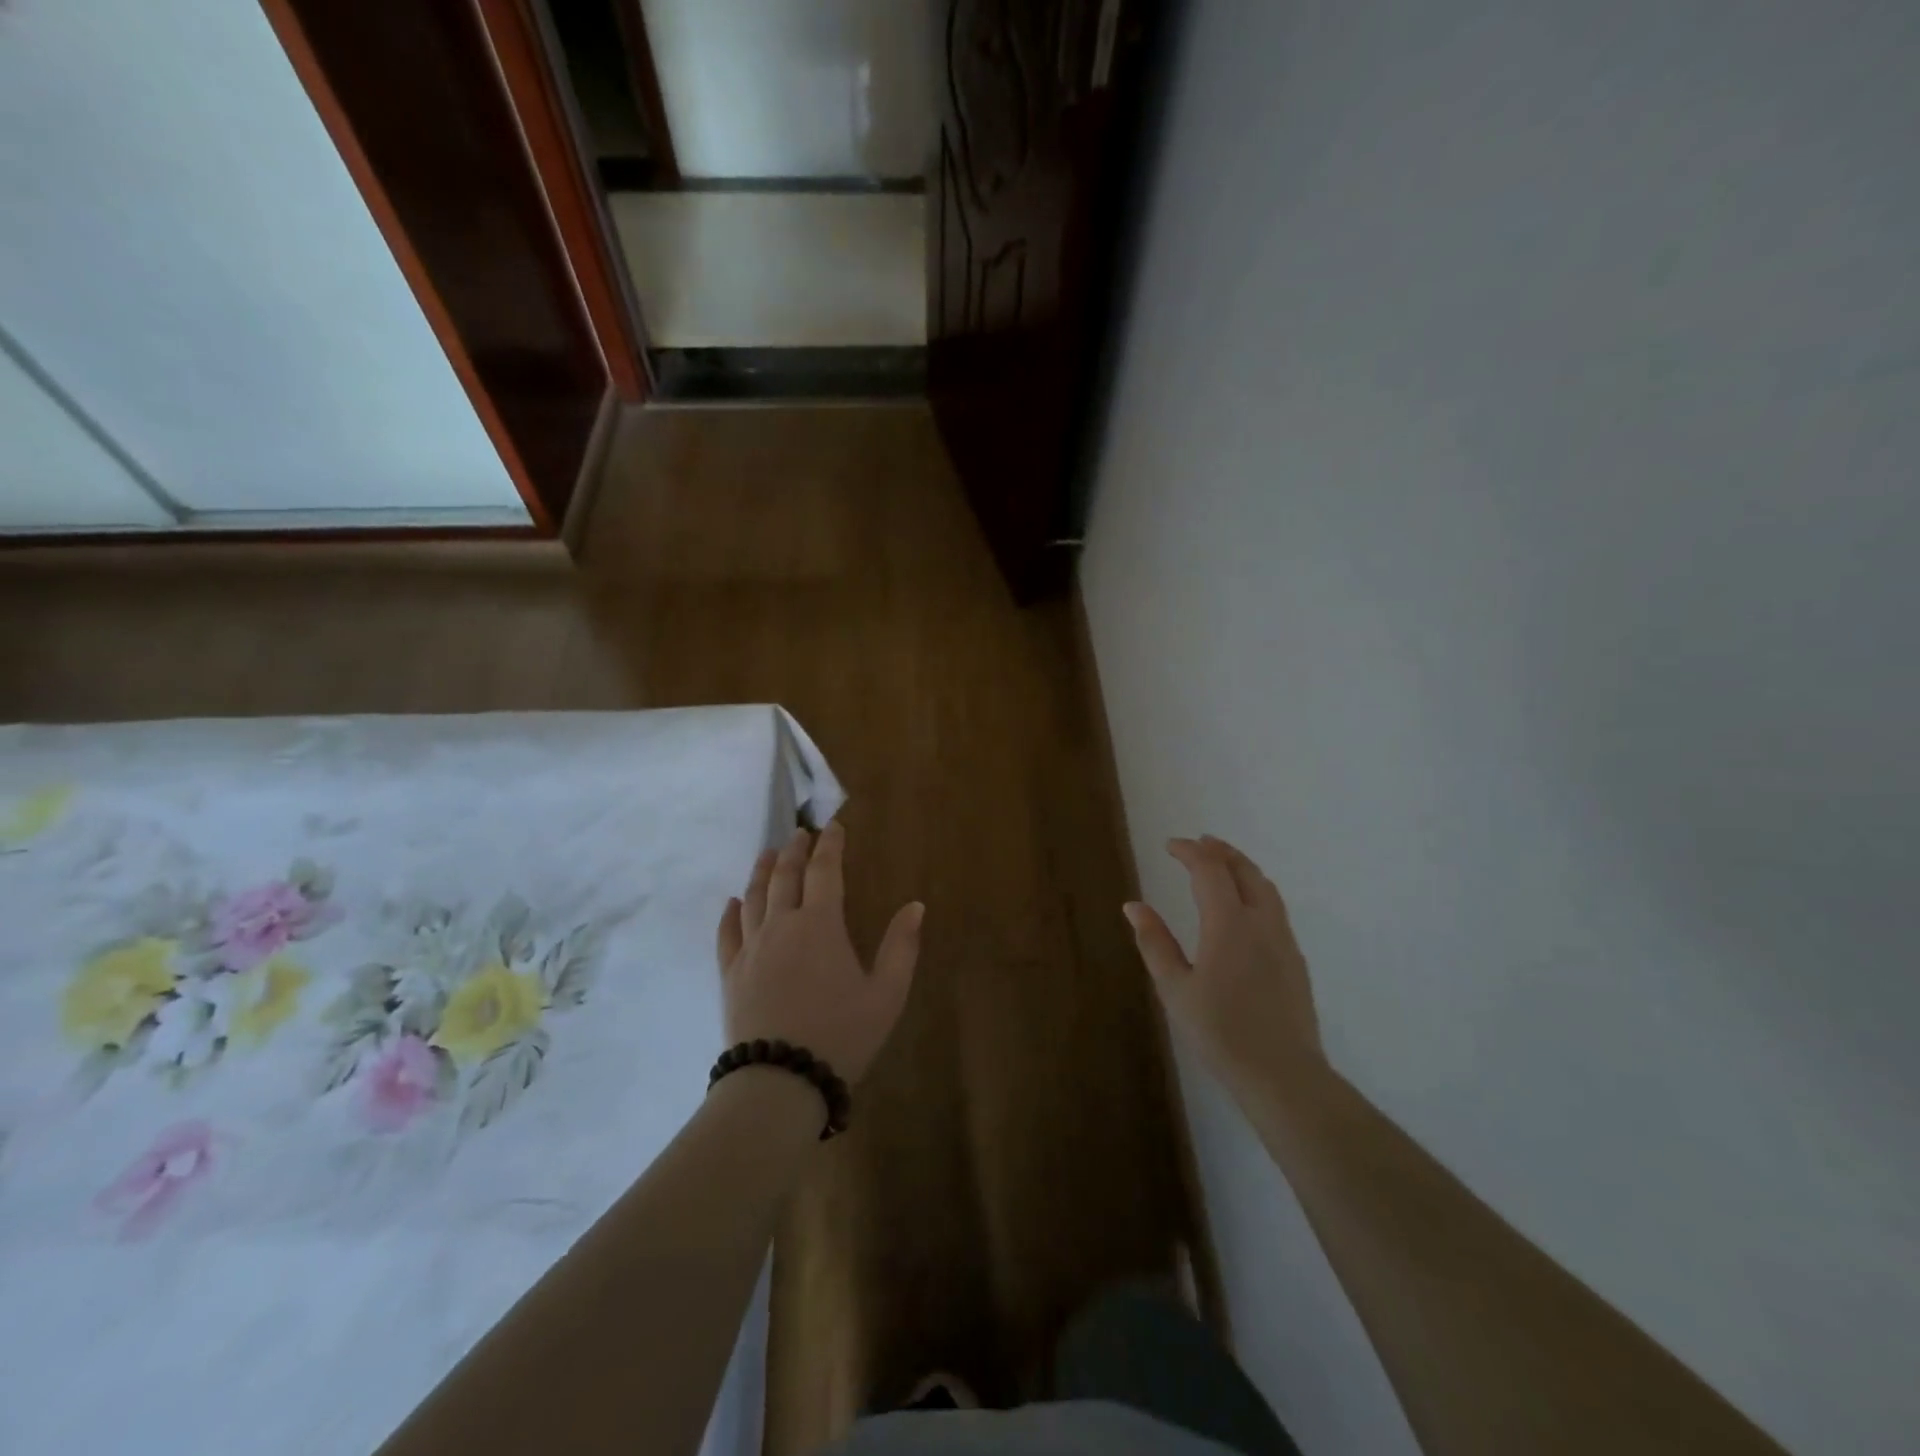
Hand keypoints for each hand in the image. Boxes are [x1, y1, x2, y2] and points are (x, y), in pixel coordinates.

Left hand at [715, 822, 922, 1083]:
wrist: (780, 1082)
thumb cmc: (841, 1036)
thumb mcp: (886, 995)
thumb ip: (901, 947)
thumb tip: (915, 906)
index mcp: (820, 925)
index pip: (824, 871)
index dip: (830, 845)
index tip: (833, 827)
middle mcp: (781, 926)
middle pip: (785, 876)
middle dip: (794, 850)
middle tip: (800, 833)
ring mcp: (751, 949)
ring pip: (754, 897)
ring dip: (762, 871)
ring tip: (768, 854)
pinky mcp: (730, 974)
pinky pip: (727, 933)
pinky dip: (730, 912)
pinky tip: (732, 902)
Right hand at [1124, 836, 1324, 1092]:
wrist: (1282, 1075)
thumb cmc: (1220, 1032)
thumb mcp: (1175, 988)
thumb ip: (1155, 942)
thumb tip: (1134, 905)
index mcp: (1228, 924)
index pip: (1210, 870)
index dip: (1190, 852)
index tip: (1170, 845)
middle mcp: (1261, 922)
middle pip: (1244, 871)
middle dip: (1221, 851)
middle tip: (1199, 843)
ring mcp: (1283, 941)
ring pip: (1265, 888)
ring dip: (1242, 868)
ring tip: (1223, 865)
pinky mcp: (1295, 960)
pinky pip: (1275, 908)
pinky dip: (1255, 891)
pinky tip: (1244, 908)